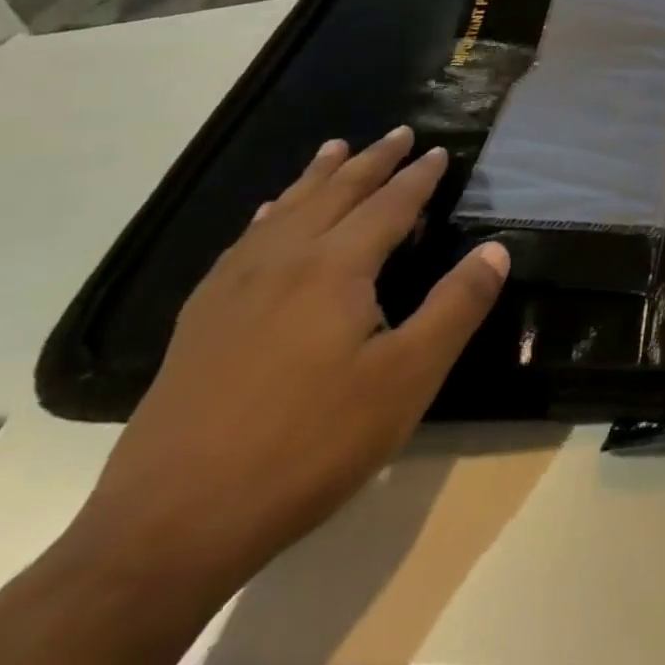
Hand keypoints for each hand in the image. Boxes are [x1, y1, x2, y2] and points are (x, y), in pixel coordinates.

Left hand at [67, 127, 509, 605]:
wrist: (167, 530)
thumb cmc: (307, 445)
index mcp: (334, 269)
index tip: (440, 151)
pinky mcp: (198, 325)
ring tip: (334, 150)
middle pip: (334, 194)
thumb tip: (496, 249)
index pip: (389, 206)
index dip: (419, 177)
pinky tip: (264, 218)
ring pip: (282, 212)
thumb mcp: (406, 379)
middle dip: (371, 162)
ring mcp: (232, 292)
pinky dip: (264, 217)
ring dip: (316, 177)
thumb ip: (456, 307)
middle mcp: (282, 263)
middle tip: (398, 133)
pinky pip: (240, 245)